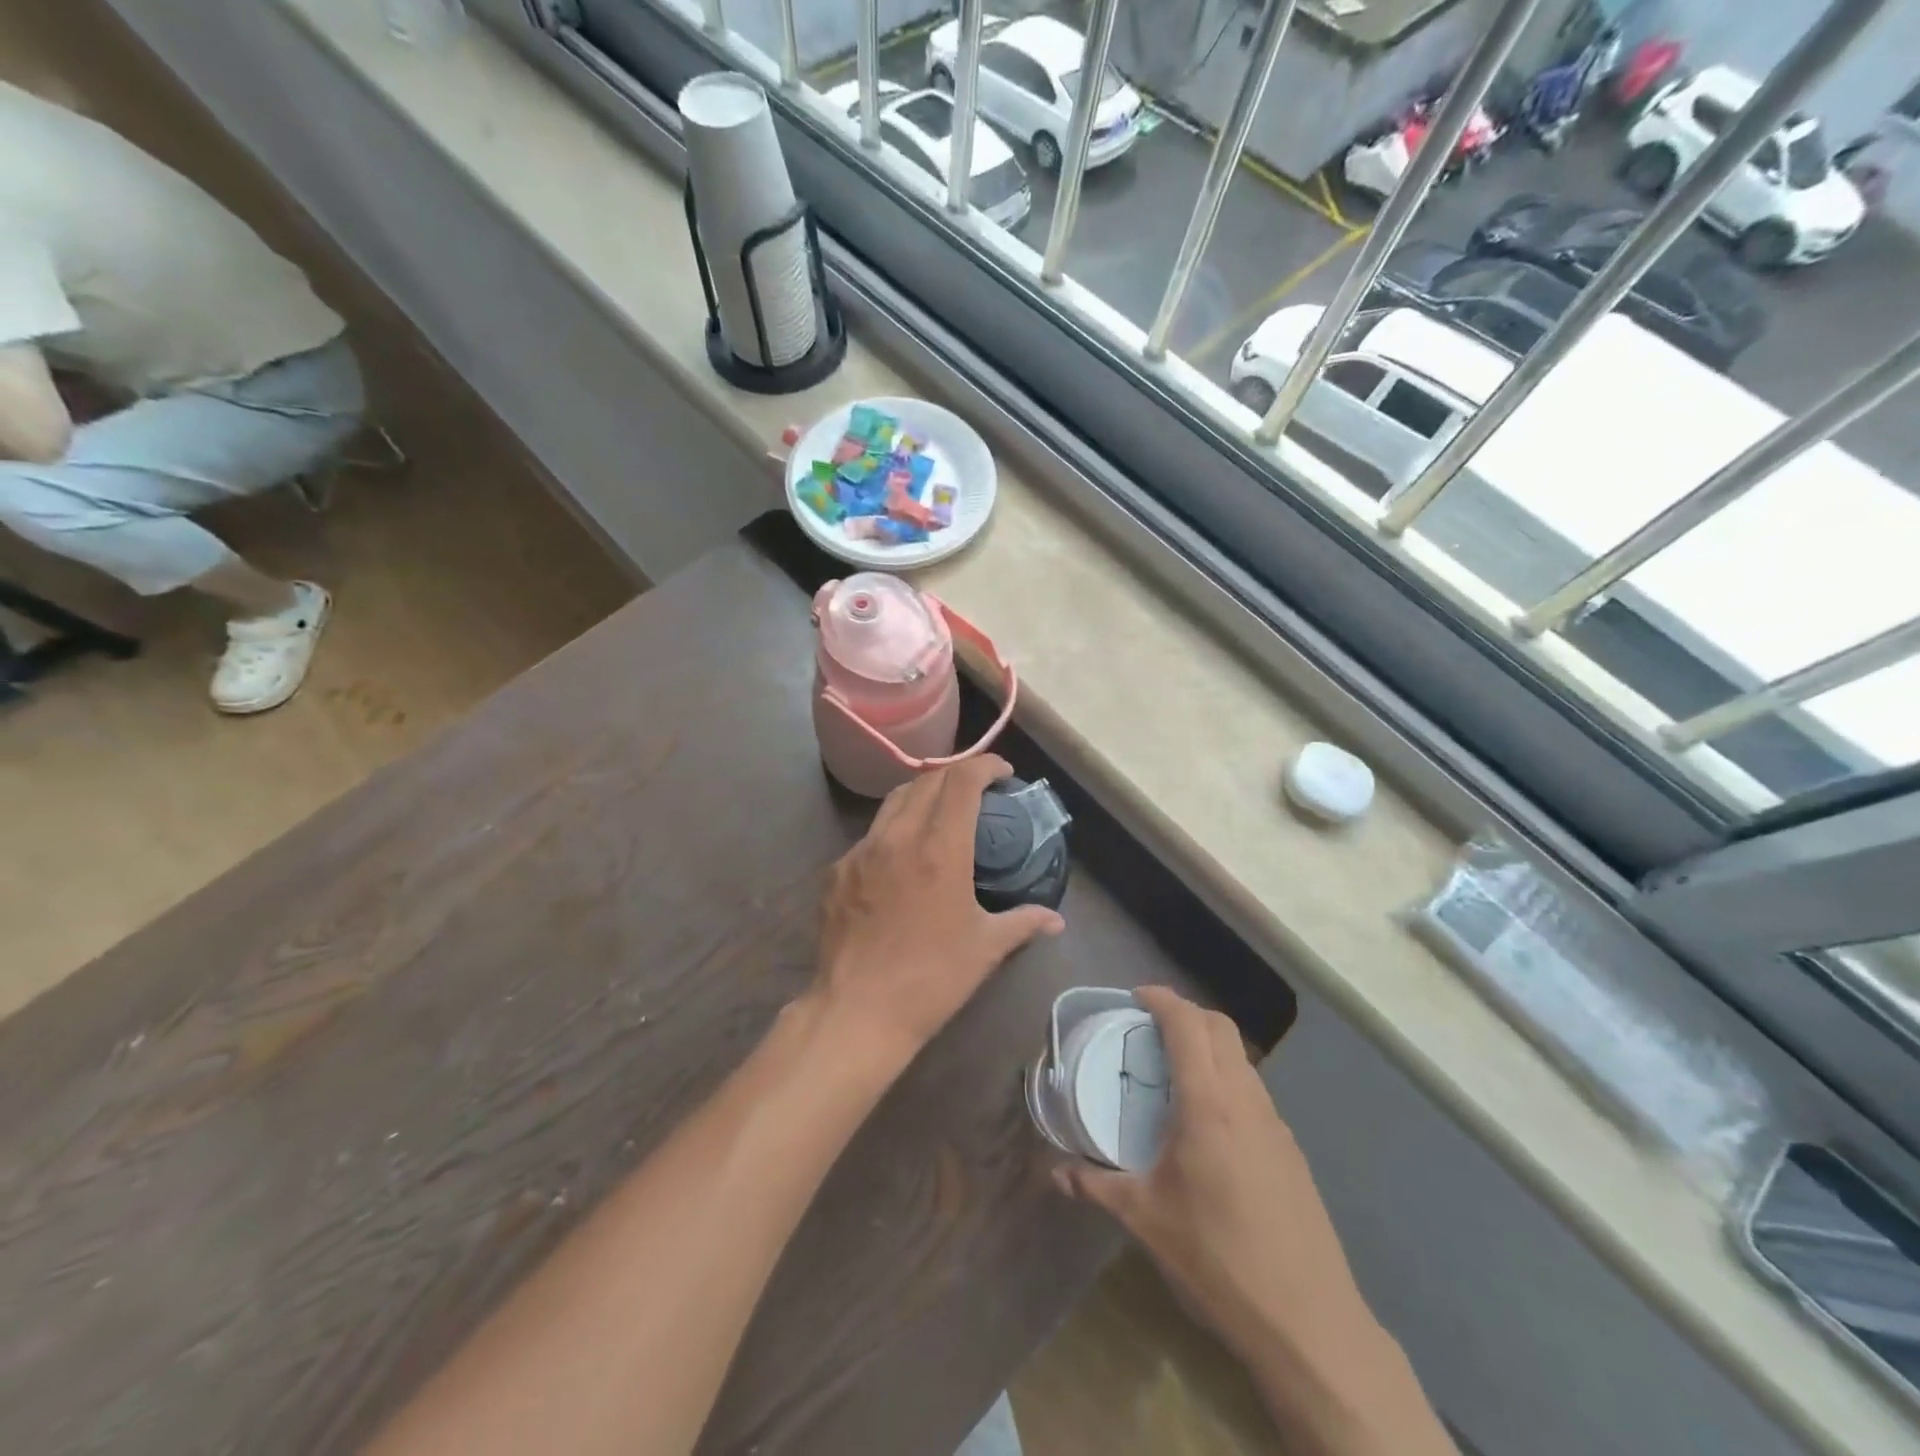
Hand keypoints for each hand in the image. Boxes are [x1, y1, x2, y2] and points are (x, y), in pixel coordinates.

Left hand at [813, 754, 1064, 1067]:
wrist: (857, 1012)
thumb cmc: (931, 979)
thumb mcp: (985, 948)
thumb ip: (1023, 922)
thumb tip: (1056, 920)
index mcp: (939, 849)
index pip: (962, 781)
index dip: (984, 765)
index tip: (1002, 773)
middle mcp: (898, 837)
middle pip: (926, 780)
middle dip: (955, 776)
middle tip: (976, 791)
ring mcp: (860, 851)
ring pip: (893, 802)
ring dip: (922, 795)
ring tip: (940, 813)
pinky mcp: (837, 871)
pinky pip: (870, 835)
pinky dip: (894, 830)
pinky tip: (902, 857)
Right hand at [1052, 987, 1372, 1365]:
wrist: (1308, 1322)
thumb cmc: (1217, 1259)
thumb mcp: (1146, 1220)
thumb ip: (1096, 1187)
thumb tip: (1056, 1173)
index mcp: (1209, 1104)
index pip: (1188, 1025)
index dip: (1162, 999)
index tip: (1136, 997)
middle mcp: (1246, 1101)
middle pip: (1221, 1028)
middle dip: (1187, 1013)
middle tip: (1151, 1027)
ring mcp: (1276, 1125)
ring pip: (1242, 1059)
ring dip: (1210, 1046)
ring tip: (1175, 1072)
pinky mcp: (1291, 1152)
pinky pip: (1255, 1092)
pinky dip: (1228, 1081)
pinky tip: (1209, 1123)